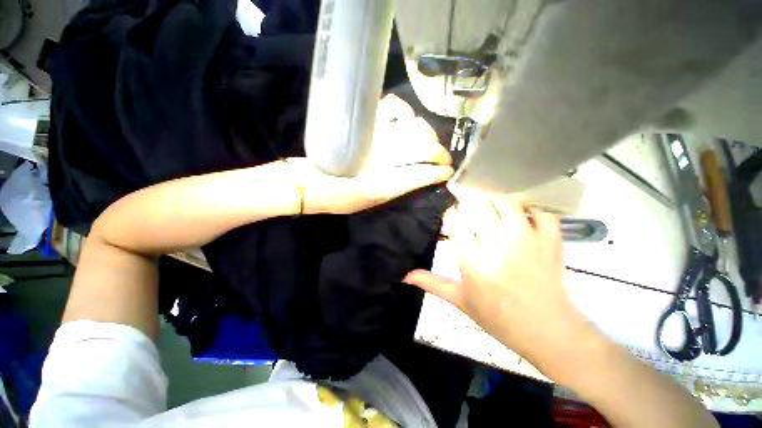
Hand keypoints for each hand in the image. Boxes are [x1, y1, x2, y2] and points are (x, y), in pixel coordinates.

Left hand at [287, 95, 453, 214]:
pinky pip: (390, 107)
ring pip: (414, 128)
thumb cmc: (340, 198)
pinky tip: (406, 119)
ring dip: (428, 135)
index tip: (448, 173)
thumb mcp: (373, 202)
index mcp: (386, 183)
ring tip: (430, 142)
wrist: (311, 184)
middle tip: (444, 159)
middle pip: (424, 148)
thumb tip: (420, 176)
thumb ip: (397, 189)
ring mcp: (375, 137)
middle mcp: (384, 158)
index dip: (440, 172)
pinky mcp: (363, 124)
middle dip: (441, 153)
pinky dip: (403, 111)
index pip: (424, 173)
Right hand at [404, 185, 593, 375]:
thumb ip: (432, 283)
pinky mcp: (550, 241)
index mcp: (473, 261)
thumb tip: (404, 276)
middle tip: (466, 201)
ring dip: (494, 198)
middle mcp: (498, 246)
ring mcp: (527, 241)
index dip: (450, 214)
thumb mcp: (460, 300)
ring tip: (488, 202)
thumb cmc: (497, 317)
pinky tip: (520, 212)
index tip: (451, 215)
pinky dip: (530, 207)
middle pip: (479, 206)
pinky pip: (541, 212)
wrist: (546, 332)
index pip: (455, 222)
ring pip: (507, 203)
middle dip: (468, 199)